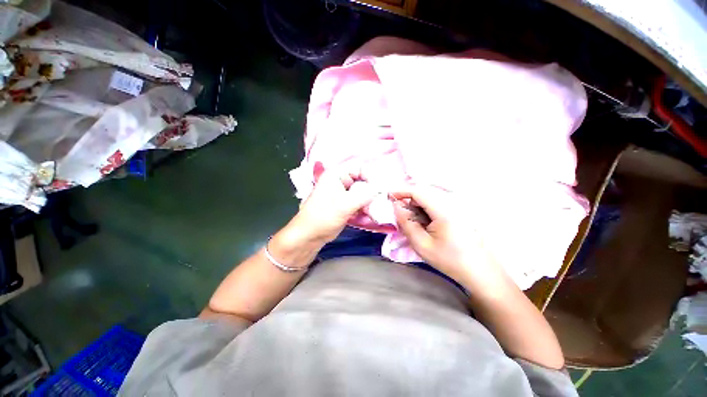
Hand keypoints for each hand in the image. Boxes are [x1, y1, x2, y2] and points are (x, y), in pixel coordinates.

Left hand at [288, 164, 376, 244]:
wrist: (310, 235)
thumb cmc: (323, 216)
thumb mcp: (345, 205)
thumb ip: (364, 196)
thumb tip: (380, 190)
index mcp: (336, 174)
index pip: (359, 167)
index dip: (370, 176)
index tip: (379, 190)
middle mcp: (340, 181)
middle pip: (362, 181)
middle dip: (370, 192)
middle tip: (378, 203)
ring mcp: (342, 193)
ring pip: (362, 193)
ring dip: (368, 202)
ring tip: (371, 212)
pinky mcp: (345, 204)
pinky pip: (359, 203)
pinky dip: (364, 209)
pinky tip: (367, 217)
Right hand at [391, 185, 505, 286]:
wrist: (479, 271)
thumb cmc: (449, 260)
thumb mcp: (422, 244)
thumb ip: (406, 223)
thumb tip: (396, 206)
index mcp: (444, 210)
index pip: (419, 192)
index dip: (402, 191)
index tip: (389, 196)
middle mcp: (452, 203)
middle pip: (424, 193)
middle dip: (408, 200)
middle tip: (400, 215)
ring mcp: (457, 206)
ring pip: (430, 198)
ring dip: (417, 206)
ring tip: (413, 223)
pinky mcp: (459, 211)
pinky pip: (437, 204)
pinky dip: (425, 210)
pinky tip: (425, 224)